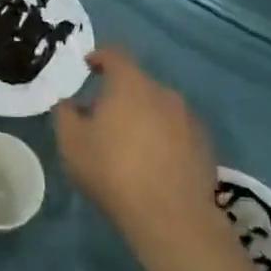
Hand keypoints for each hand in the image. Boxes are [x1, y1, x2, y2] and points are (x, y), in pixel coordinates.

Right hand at [53, 48, 224, 261]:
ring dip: (142, 115)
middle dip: (119, 93)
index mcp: (130, 85)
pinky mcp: (205, 146)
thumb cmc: (112, 169)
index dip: (99, 56)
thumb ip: (65, 114)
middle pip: (138, 83)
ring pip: (159, 107)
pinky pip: (176, 130)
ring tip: (127, 141)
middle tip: (100, 114)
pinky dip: (162, 137)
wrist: (170, 216)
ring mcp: (189, 119)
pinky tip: (151, 161)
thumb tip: (70, 103)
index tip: (87, 65)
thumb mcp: (71, 142)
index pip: (115, 55)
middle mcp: (164, 93)